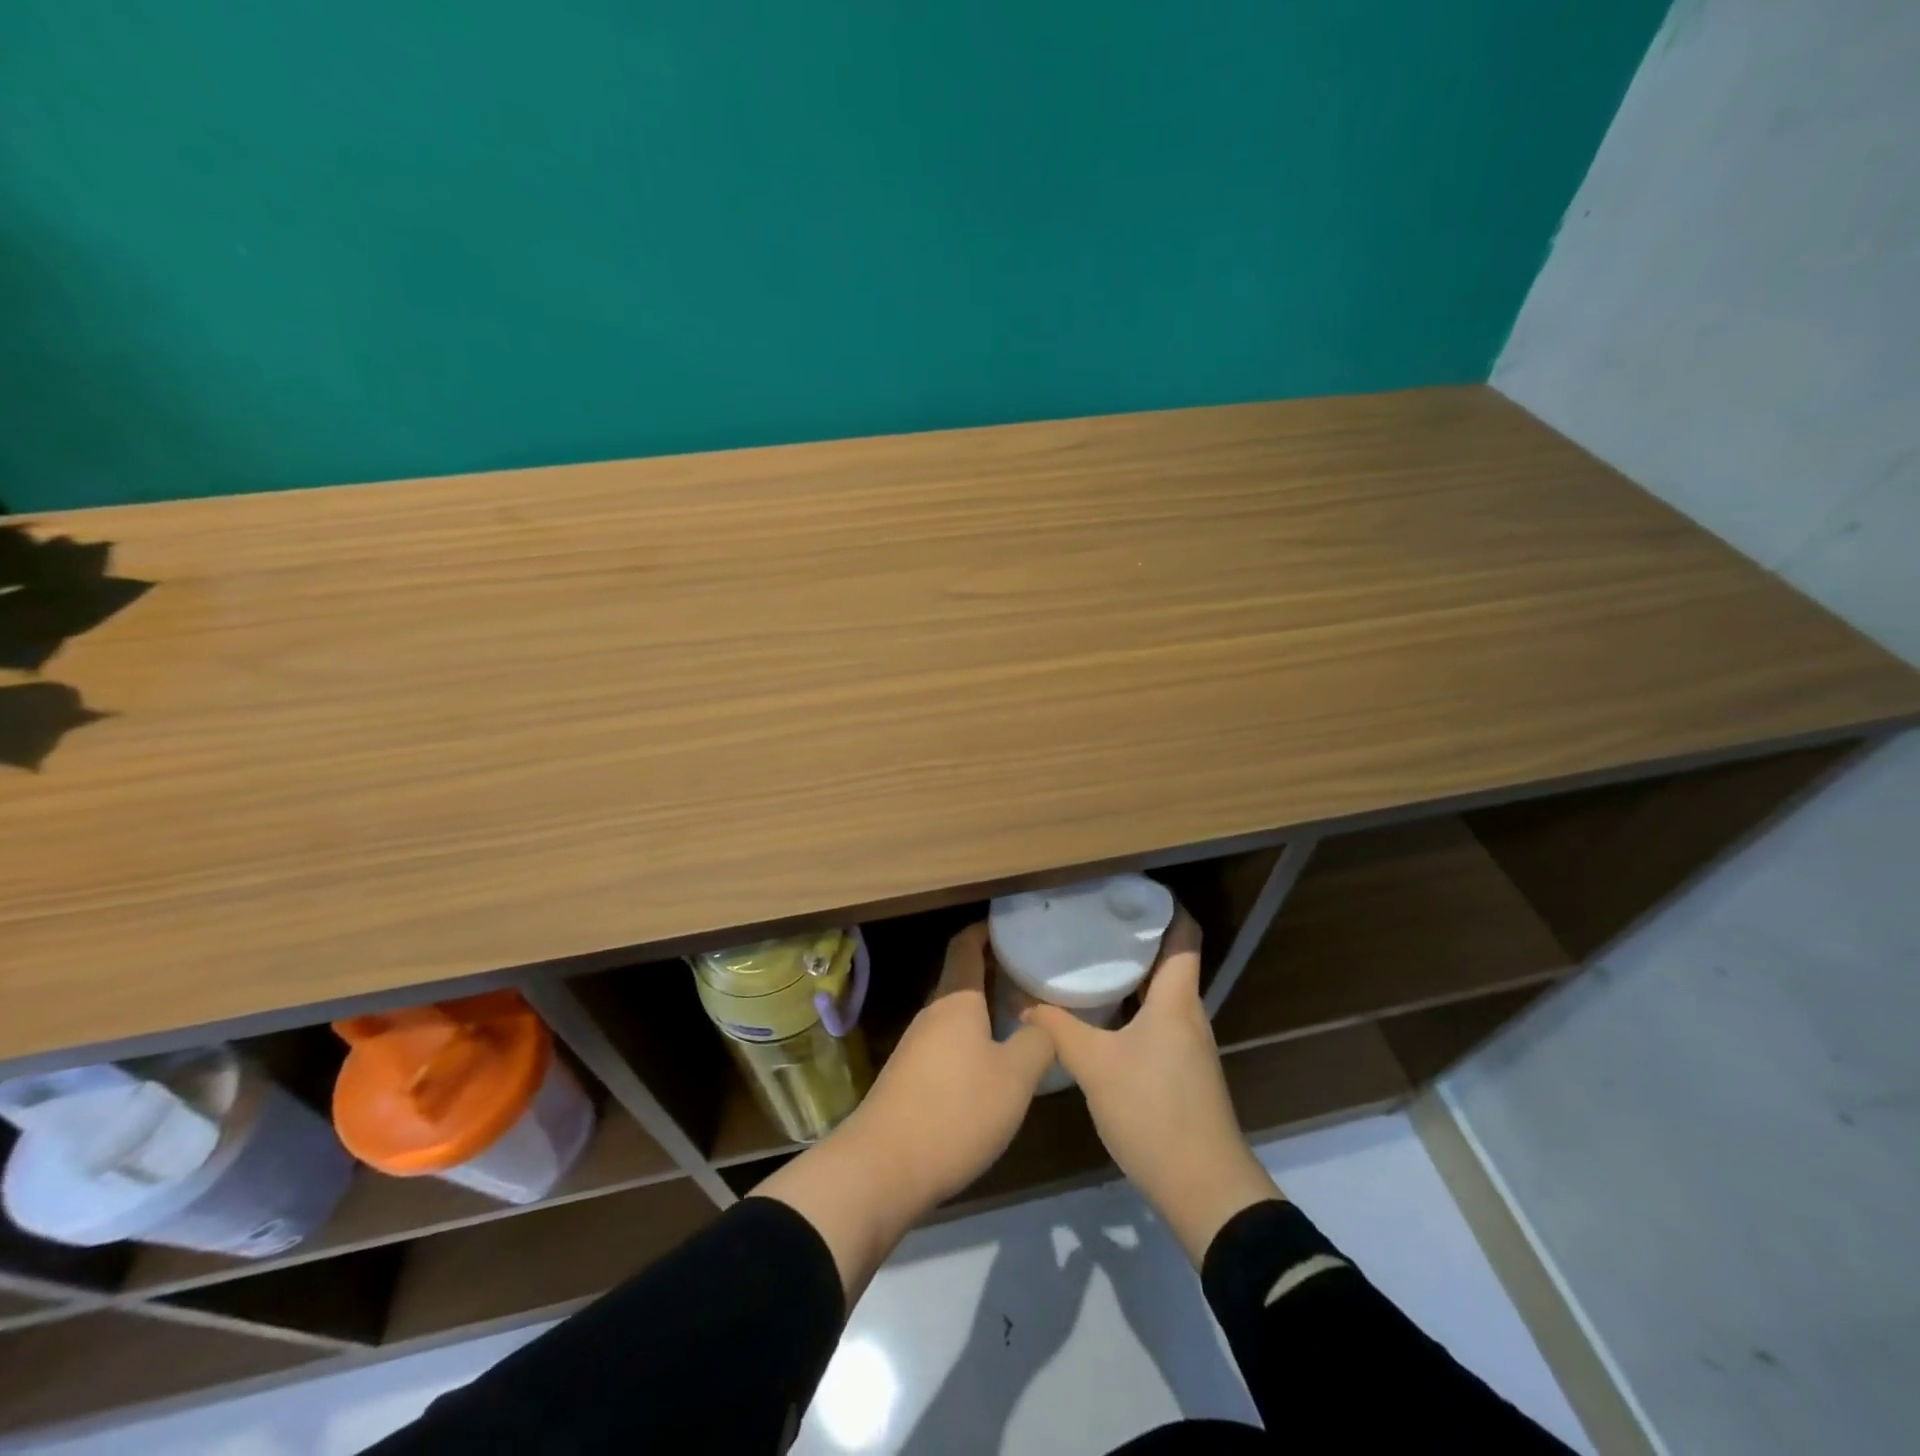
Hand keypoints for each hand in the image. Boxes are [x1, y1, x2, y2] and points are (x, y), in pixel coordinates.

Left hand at [849, 921, 1056, 1204]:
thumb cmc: (956, 1110)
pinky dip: (972, 1041)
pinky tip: (994, 1066)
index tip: (1013, 927)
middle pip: (962, 979)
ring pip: (956, 1015)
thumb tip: (1044, 1021)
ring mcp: (916, 1047)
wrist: (883, 1168)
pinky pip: (947, 1044)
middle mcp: (933, 1014)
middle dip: (995, 973)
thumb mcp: (1014, 1077)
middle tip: (1033, 977)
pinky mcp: (910, 1079)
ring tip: (1022, 1020)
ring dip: (985, 1011)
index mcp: (956, 1000)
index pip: (966, 945)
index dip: (987, 930)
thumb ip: (1037, 1042)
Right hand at [1025, 909, 1279, 1264]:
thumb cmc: (1154, 1112)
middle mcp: (1188, 1012)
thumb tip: (1020, 996)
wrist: (1205, 1190)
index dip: (1162, 904)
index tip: (1124, 888)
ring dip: (1128, 973)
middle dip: (1131, 936)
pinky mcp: (1181, 1069)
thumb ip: (1057, 1027)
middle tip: (1088, 920)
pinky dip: (1129, 1005)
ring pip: (1159, 991)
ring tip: (1085, 958)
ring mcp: (1187, 1043)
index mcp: (1176, 998)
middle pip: (1167, 958)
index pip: (1184, 932)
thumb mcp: (1095, 1066)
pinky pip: (1155, 1019)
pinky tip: (1097, 1012)